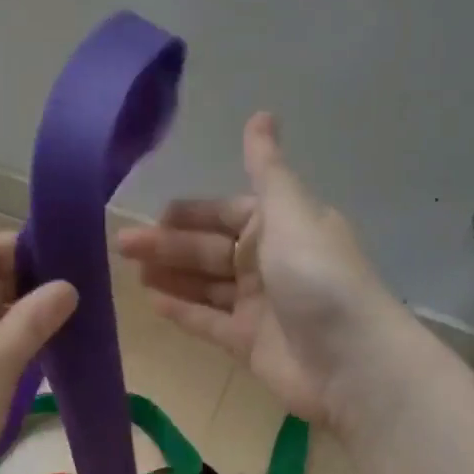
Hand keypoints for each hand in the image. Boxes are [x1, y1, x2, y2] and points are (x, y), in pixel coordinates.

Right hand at [116, 113, 408, 434]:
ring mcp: (259, 305)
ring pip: (206, 285)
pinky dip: (182, 311)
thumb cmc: (317, 277)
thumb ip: (266, 169)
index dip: (191, 214)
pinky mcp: (249, 343)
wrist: (350, 360)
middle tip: (123, 245)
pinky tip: (151, 302)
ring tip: (131, 273)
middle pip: (210, 249)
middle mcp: (269, 262)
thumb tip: (261, 113)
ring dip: (171, 276)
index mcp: (282, 226)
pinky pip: (208, 321)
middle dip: (168, 245)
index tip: (154, 216)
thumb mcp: (290, 213)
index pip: (227, 213)